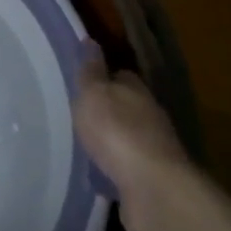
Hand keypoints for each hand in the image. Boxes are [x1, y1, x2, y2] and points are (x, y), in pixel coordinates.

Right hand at [72, 41, 188, 230]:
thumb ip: (91, 71)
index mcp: (136, 91)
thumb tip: (90, 41)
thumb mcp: (94, 94)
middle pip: (126, 106)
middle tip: (77, 113)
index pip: (121, 75)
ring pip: (127, 138)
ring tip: (81, 144)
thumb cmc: (117, 132)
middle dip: (106, 109)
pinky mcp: (151, 181)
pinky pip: (126, 169)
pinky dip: (113, 169)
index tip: (83, 80)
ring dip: (110, 141)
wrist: (153, 190)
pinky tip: (95, 173)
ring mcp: (153, 150)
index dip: (103, 76)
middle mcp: (149, 117)